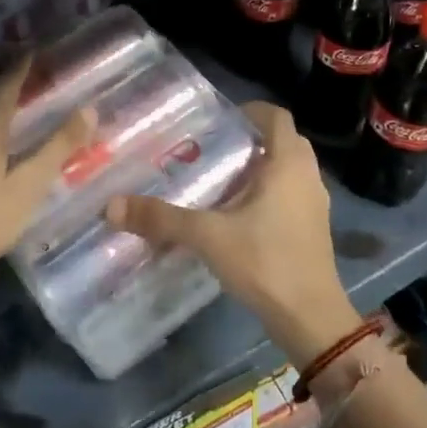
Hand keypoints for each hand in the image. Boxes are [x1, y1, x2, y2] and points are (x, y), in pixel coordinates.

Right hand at [106, 102, 360, 368]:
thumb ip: (162, 219)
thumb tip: (111, 206)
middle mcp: (308, 176)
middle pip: (284, 142)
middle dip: (252, 140)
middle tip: (215, 149)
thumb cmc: (265, 262)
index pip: (276, 117)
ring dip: (261, 168)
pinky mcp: (314, 228)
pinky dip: (269, 192)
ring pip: (289, 170)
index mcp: (288, 164)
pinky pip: (291, 194)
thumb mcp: (208, 236)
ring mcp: (315, 203)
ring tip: (221, 180)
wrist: (310, 316)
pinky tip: (238, 215)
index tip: (221, 119)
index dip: (251, 110)